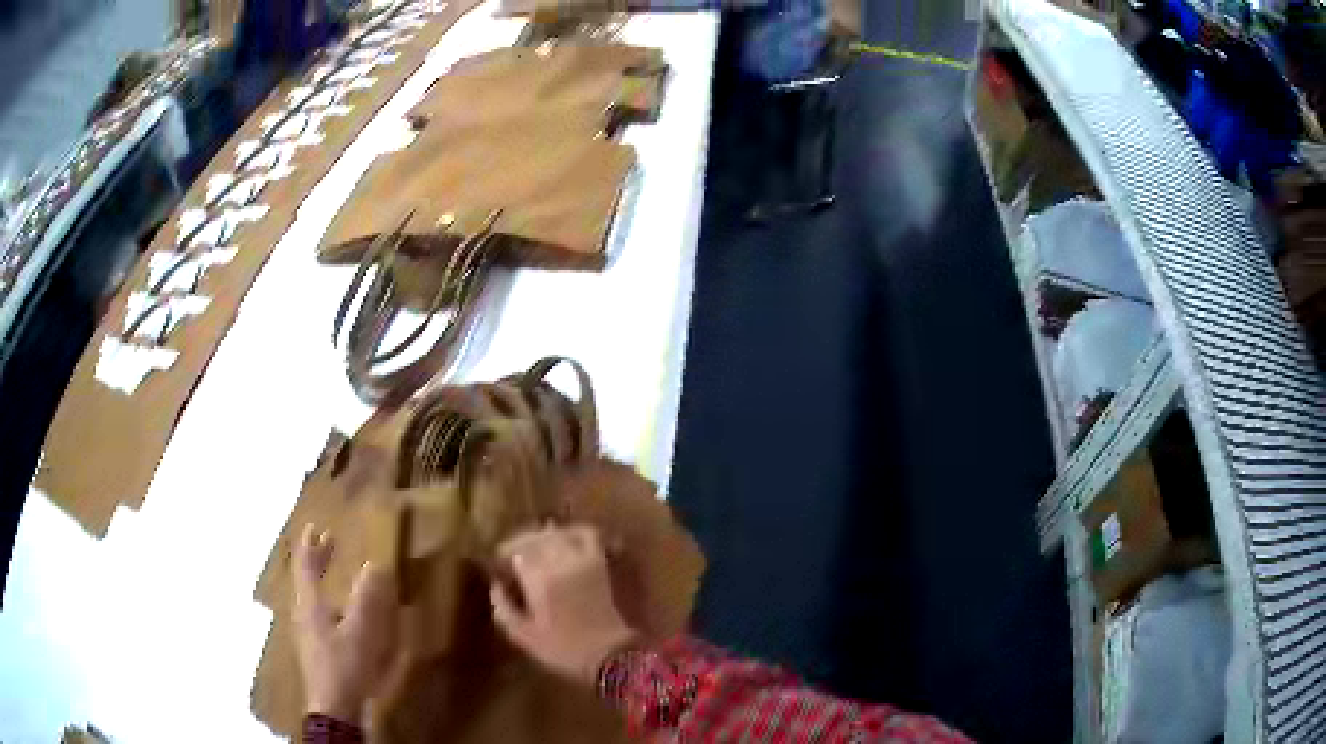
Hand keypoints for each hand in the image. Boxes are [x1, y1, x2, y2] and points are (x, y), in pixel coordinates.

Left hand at [292, 524, 400, 721]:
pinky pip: (314, 611)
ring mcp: (305, 631)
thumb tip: (373, 566)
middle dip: (315, 559)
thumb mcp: (360, 633)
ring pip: (308, 595)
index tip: (315, 526)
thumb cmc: (344, 666)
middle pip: (304, 578)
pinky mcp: (312, 646)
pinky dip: (323, 598)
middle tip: (327, 542)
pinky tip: (336, 611)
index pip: (305, 566)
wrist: (333, 706)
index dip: (310, 545)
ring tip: (331, 572)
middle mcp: (302, 613)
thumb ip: (366, 599)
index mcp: (310, 604)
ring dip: (319, 578)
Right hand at [491, 525, 637, 684]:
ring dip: (542, 536)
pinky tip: (564, 539)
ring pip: (557, 533)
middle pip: (534, 538)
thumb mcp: (523, 635)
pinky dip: (573, 532)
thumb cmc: (562, 648)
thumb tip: (495, 585)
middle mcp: (560, 562)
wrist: (608, 653)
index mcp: (538, 579)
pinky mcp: (600, 563)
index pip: (515, 551)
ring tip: (535, 547)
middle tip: (512, 555)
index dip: (504, 554)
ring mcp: (583, 559)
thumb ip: (504, 608)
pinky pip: (587, 535)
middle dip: (519, 543)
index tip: (499, 565)